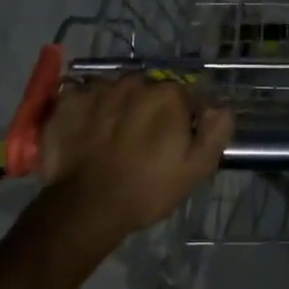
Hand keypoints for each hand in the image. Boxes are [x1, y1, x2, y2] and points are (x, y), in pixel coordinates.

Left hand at [37, 76, 233, 247]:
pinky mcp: (69, 100)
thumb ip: (215, 132)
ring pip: (116, 91)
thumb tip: (219, 107)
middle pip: (148, 90)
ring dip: (118, 106)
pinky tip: (87, 133)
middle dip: (148, 108)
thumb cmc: (147, 189)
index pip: (183, 96)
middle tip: (141, 141)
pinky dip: (88, 110)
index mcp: (168, 95)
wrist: (87, 207)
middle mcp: (134, 82)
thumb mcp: (196, 169)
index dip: (181, 118)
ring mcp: (98, 88)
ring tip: (111, 137)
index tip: (174, 141)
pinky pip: (84, 96)